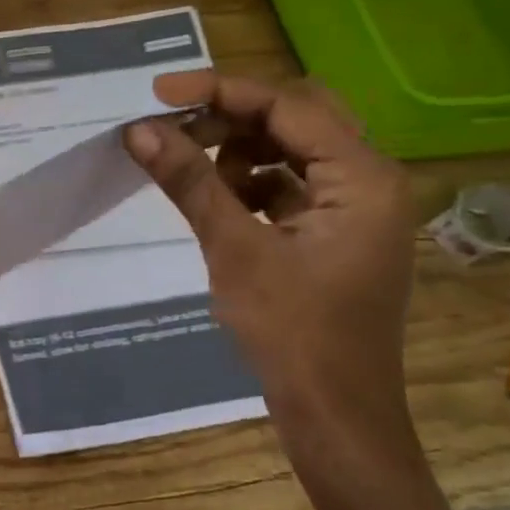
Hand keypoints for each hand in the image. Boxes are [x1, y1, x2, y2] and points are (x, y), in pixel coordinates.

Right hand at [125, 72, 426, 509]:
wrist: (335, 417)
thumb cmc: (293, 334)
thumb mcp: (235, 249)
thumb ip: (190, 181)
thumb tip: (138, 129)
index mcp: (364, 178)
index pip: (287, 106)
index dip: (219, 92)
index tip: (158, 95)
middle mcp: (371, 180)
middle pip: (298, 117)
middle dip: (232, 116)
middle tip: (175, 127)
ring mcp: (357, 207)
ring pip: (293, 148)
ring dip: (240, 148)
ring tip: (192, 169)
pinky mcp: (338, 232)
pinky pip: (292, 183)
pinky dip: (252, 182)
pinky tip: (219, 201)